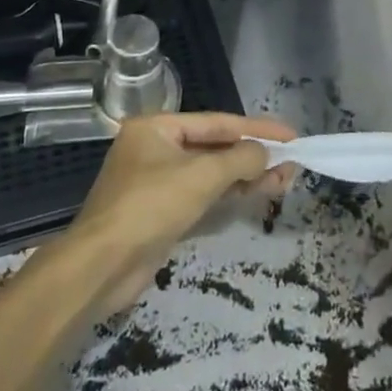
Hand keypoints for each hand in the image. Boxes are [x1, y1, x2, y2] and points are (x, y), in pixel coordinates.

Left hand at [66, 112, 297, 313]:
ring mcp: (155, 182)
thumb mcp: (201, 176)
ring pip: (210, 173)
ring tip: (283, 181)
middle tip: (290, 163)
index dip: (256, 128)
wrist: (101, 268)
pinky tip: (254, 195)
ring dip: (245, 176)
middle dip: (252, 155)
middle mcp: (154, 149)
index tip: (290, 135)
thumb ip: (240, 159)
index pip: (217, 122)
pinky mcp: (160, 213)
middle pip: (214, 147)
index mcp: (156, 128)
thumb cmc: (150, 206)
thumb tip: (266, 153)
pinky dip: (227, 194)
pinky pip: (201, 195)